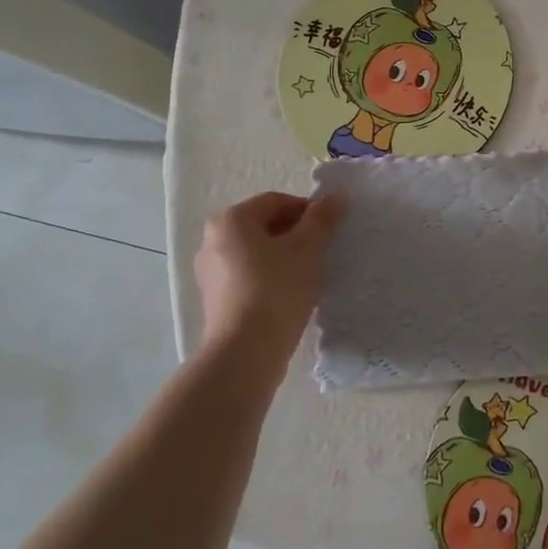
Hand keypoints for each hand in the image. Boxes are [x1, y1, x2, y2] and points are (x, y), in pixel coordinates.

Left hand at [193, 192, 342, 363]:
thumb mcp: (308, 248)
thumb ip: (322, 219)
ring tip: (310, 275)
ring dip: (286, 257)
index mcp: (231, 220)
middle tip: (324, 252)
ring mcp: (211, 272)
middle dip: (297, 234)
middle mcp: (213, 240)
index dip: (309, 211)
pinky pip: (250, 277)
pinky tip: (292, 295)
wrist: (246, 351)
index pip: (277, 201)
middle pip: (265, 226)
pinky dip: (272, 278)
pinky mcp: (216, 300)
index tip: (331, 230)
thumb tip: (336, 196)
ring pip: (258, 253)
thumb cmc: (277, 288)